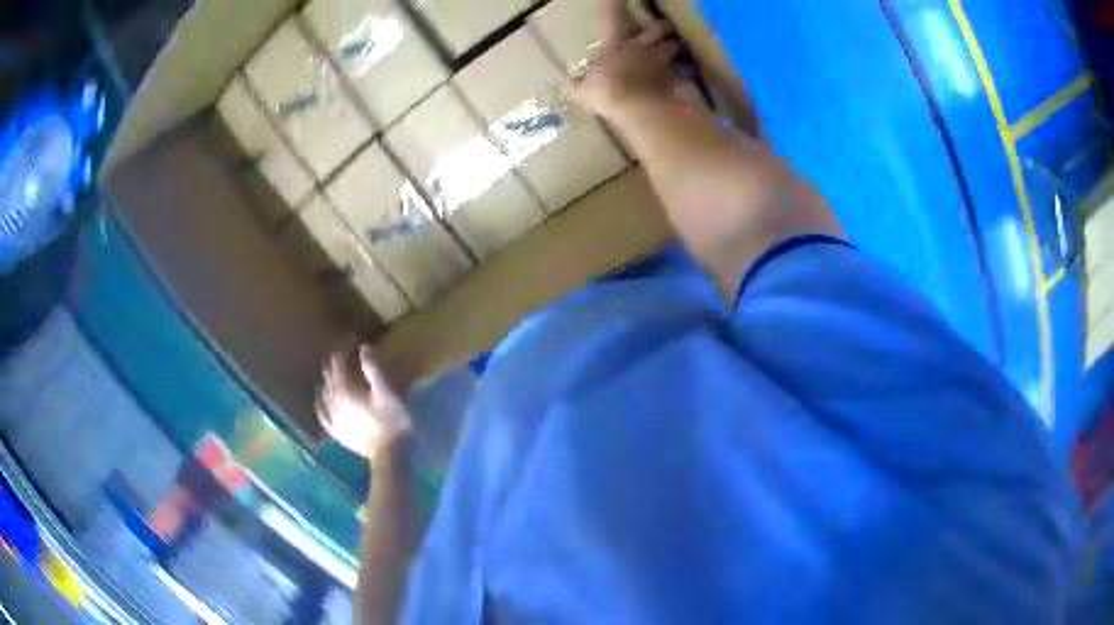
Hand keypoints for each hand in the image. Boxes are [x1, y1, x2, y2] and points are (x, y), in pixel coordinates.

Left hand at [317, 346, 412, 460]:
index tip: (349, 342)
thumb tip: (363, 348)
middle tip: (340, 356)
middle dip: (333, 365)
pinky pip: (322, 414)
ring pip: (323, 393)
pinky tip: (320, 400)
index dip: (341, 351)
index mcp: (345, 388)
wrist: (388, 454)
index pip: (337, 364)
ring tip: (330, 374)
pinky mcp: (335, 431)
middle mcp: (333, 400)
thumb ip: (373, 368)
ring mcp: (332, 417)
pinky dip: (319, 404)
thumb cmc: (391, 421)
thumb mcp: (386, 391)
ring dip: (326, 381)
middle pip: (329, 377)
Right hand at [571, 0, 681, 119]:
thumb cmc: (606, 92)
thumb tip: (570, 82)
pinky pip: (681, 69)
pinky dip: (681, 71)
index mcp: (614, 43)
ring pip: (674, 45)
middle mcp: (640, 45)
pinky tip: (680, 76)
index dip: (613, 1)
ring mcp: (660, 60)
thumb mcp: (583, 91)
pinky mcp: (674, 76)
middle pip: (658, 27)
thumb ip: (578, 84)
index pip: (611, 15)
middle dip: (661, 26)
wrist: (638, 107)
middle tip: (663, 28)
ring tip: (673, 50)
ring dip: (673, 46)